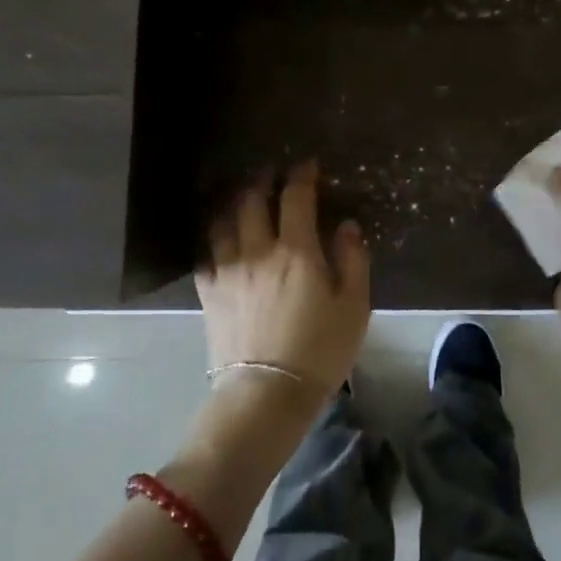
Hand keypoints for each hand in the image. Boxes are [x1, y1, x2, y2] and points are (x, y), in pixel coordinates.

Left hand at [195, 161, 370, 410]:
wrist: (266, 395)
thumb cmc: (319, 352)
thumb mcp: (354, 307)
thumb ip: (353, 260)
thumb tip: (347, 226)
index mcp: (296, 250)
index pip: (295, 197)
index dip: (302, 175)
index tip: (307, 165)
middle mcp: (257, 250)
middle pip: (251, 201)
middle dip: (262, 181)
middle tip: (270, 175)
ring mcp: (228, 271)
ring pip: (223, 223)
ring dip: (233, 204)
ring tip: (241, 200)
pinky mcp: (209, 294)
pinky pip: (206, 256)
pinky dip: (215, 242)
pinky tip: (221, 243)